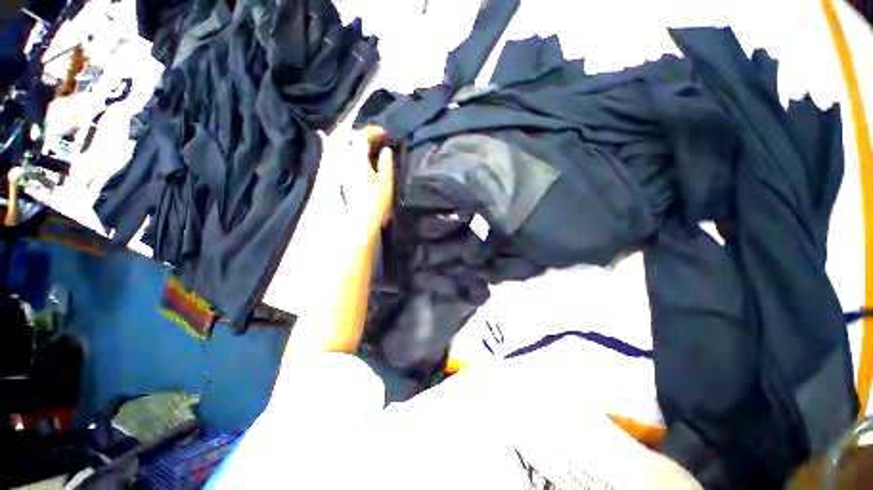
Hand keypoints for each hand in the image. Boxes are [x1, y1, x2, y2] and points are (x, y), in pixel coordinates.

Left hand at [340, 125, 393, 242]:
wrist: (361, 220)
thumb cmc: (376, 201)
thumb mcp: (386, 182)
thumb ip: (386, 164)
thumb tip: (386, 150)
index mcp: (357, 160)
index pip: (361, 137)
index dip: (372, 132)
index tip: (383, 133)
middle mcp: (345, 161)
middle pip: (348, 139)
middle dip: (360, 134)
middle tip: (374, 137)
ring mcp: (340, 169)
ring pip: (342, 147)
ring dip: (354, 142)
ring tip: (367, 145)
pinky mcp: (340, 177)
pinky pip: (341, 157)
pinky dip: (350, 152)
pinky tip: (358, 158)